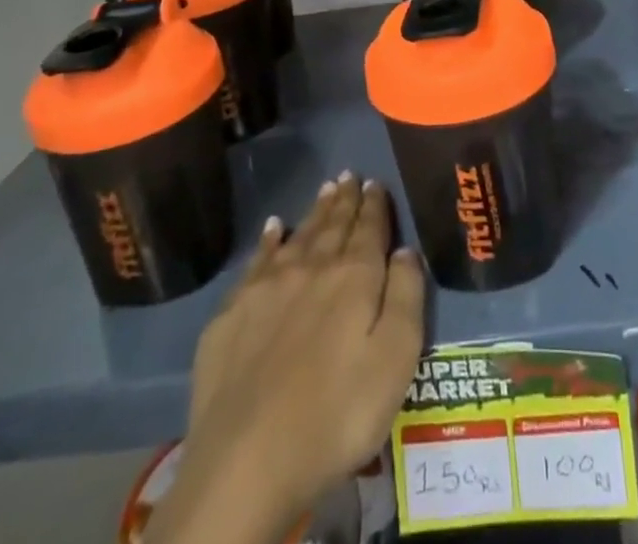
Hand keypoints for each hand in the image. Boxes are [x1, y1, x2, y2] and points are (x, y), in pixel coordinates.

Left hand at [147, 176, 425, 543]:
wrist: (246, 461)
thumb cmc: (336, 415)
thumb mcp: (395, 360)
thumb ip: (406, 297)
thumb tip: (405, 250)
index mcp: (354, 277)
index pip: (369, 228)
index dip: (375, 205)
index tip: (376, 183)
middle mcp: (311, 268)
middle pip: (333, 225)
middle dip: (344, 199)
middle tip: (349, 175)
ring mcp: (266, 288)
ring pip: (298, 235)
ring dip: (314, 212)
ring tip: (325, 189)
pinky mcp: (232, 313)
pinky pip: (257, 260)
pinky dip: (269, 239)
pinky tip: (273, 228)